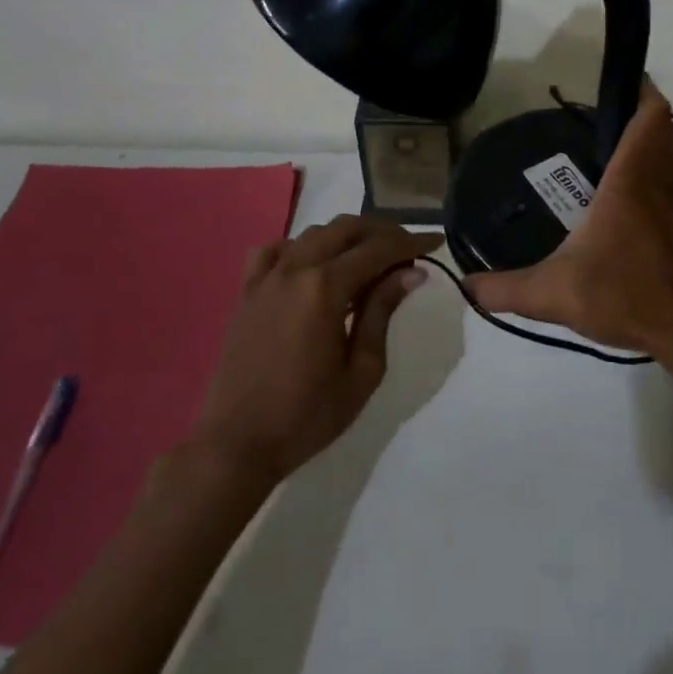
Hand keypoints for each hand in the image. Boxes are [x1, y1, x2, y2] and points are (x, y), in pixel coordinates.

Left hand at [189, 216, 442, 482]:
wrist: (236, 444)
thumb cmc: (307, 415)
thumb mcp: (362, 370)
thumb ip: (382, 312)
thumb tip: (411, 272)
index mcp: (325, 287)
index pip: (378, 250)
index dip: (411, 242)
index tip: (436, 241)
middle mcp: (295, 269)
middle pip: (346, 229)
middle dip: (382, 233)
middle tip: (407, 250)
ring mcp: (266, 278)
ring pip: (313, 234)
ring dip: (346, 236)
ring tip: (369, 257)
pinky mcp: (246, 292)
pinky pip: (274, 251)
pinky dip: (300, 248)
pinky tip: (312, 265)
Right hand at [467, 83, 672, 358]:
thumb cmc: (623, 297)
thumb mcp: (552, 294)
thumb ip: (505, 288)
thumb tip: (465, 286)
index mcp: (631, 182)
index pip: (650, 118)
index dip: (644, 95)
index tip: (627, 88)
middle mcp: (667, 184)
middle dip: (653, 124)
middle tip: (620, 134)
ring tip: (644, 163)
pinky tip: (662, 215)